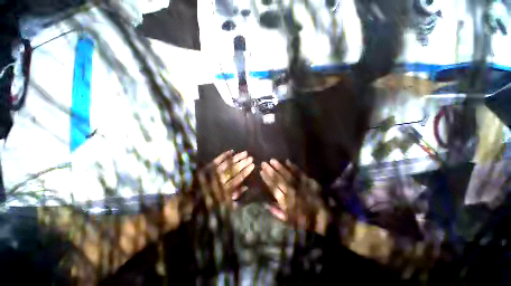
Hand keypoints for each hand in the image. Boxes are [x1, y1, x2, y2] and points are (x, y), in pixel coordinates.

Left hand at [197, 150, 254, 208]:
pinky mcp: (207, 168)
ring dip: (237, 157)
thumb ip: (236, 196)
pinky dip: (224, 155)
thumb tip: (246, 187)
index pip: (238, 178)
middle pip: (234, 169)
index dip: (246, 171)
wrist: (191, 202)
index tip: (252, 165)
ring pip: (227, 163)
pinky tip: (231, 151)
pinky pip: (217, 160)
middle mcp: (220, 179)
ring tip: (244, 153)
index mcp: (225, 188)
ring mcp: (213, 172)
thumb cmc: (209, 204)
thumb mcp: (225, 205)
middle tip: (251, 157)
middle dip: (243, 163)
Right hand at [260, 159, 328, 234]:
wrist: (329, 221)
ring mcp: (301, 185)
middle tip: (264, 163)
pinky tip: (287, 161)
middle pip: (279, 179)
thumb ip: (278, 213)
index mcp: (287, 202)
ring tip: (272, 160)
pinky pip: (300, 173)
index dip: (267, 179)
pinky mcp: (310, 182)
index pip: (274, 187)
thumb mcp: (291, 223)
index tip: (261, 171)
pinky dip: (293, 167)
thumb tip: (267, 205)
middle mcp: (293, 191)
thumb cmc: (308, 224)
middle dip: (271, 170)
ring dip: (279, 167)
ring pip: (288, 174)